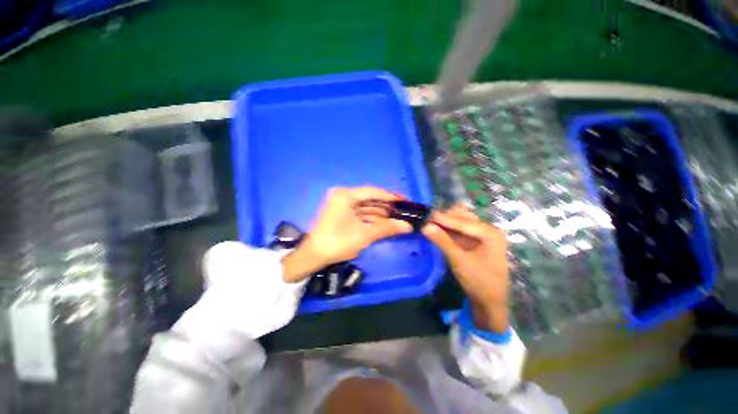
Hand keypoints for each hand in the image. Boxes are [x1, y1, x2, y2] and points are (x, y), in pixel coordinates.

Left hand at [282, 187, 412, 281]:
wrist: (314, 257)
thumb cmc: (338, 242)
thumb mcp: (364, 235)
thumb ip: (386, 228)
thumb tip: (408, 226)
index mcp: (345, 195)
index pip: (373, 192)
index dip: (390, 196)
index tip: (405, 201)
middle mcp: (344, 197)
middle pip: (370, 199)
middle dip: (387, 207)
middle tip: (404, 212)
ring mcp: (343, 206)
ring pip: (367, 208)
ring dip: (381, 215)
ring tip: (399, 219)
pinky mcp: (343, 215)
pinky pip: (362, 215)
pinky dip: (373, 220)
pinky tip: (386, 224)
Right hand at [422, 205, 509, 332]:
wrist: (490, 303)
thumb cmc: (479, 282)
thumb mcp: (459, 260)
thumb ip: (442, 241)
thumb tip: (425, 226)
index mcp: (490, 233)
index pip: (462, 221)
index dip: (443, 218)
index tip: (426, 215)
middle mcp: (488, 229)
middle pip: (463, 217)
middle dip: (445, 218)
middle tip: (427, 220)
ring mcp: (483, 235)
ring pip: (461, 222)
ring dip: (446, 222)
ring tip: (430, 224)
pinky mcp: (476, 242)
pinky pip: (460, 230)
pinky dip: (449, 230)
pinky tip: (438, 230)